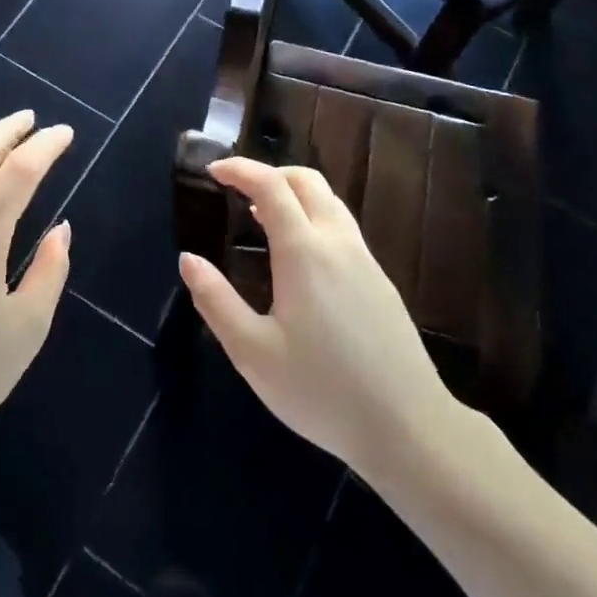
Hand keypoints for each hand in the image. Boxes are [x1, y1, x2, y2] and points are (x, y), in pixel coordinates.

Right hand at [179, 157, 454, 479]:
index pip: (270, 185)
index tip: (213, 170)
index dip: (240, 169)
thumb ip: (215, 301)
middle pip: (306, 181)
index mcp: (304, 252)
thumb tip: (188, 260)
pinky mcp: (381, 282)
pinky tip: (300, 258)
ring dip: (294, 195)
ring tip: (262, 220)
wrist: (409, 427)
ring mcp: (365, 260)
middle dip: (269, 173)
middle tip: (237, 192)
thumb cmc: (321, 390)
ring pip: (330, 202)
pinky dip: (314, 218)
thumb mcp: (253, 352)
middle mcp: (337, 243)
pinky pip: (343, 227)